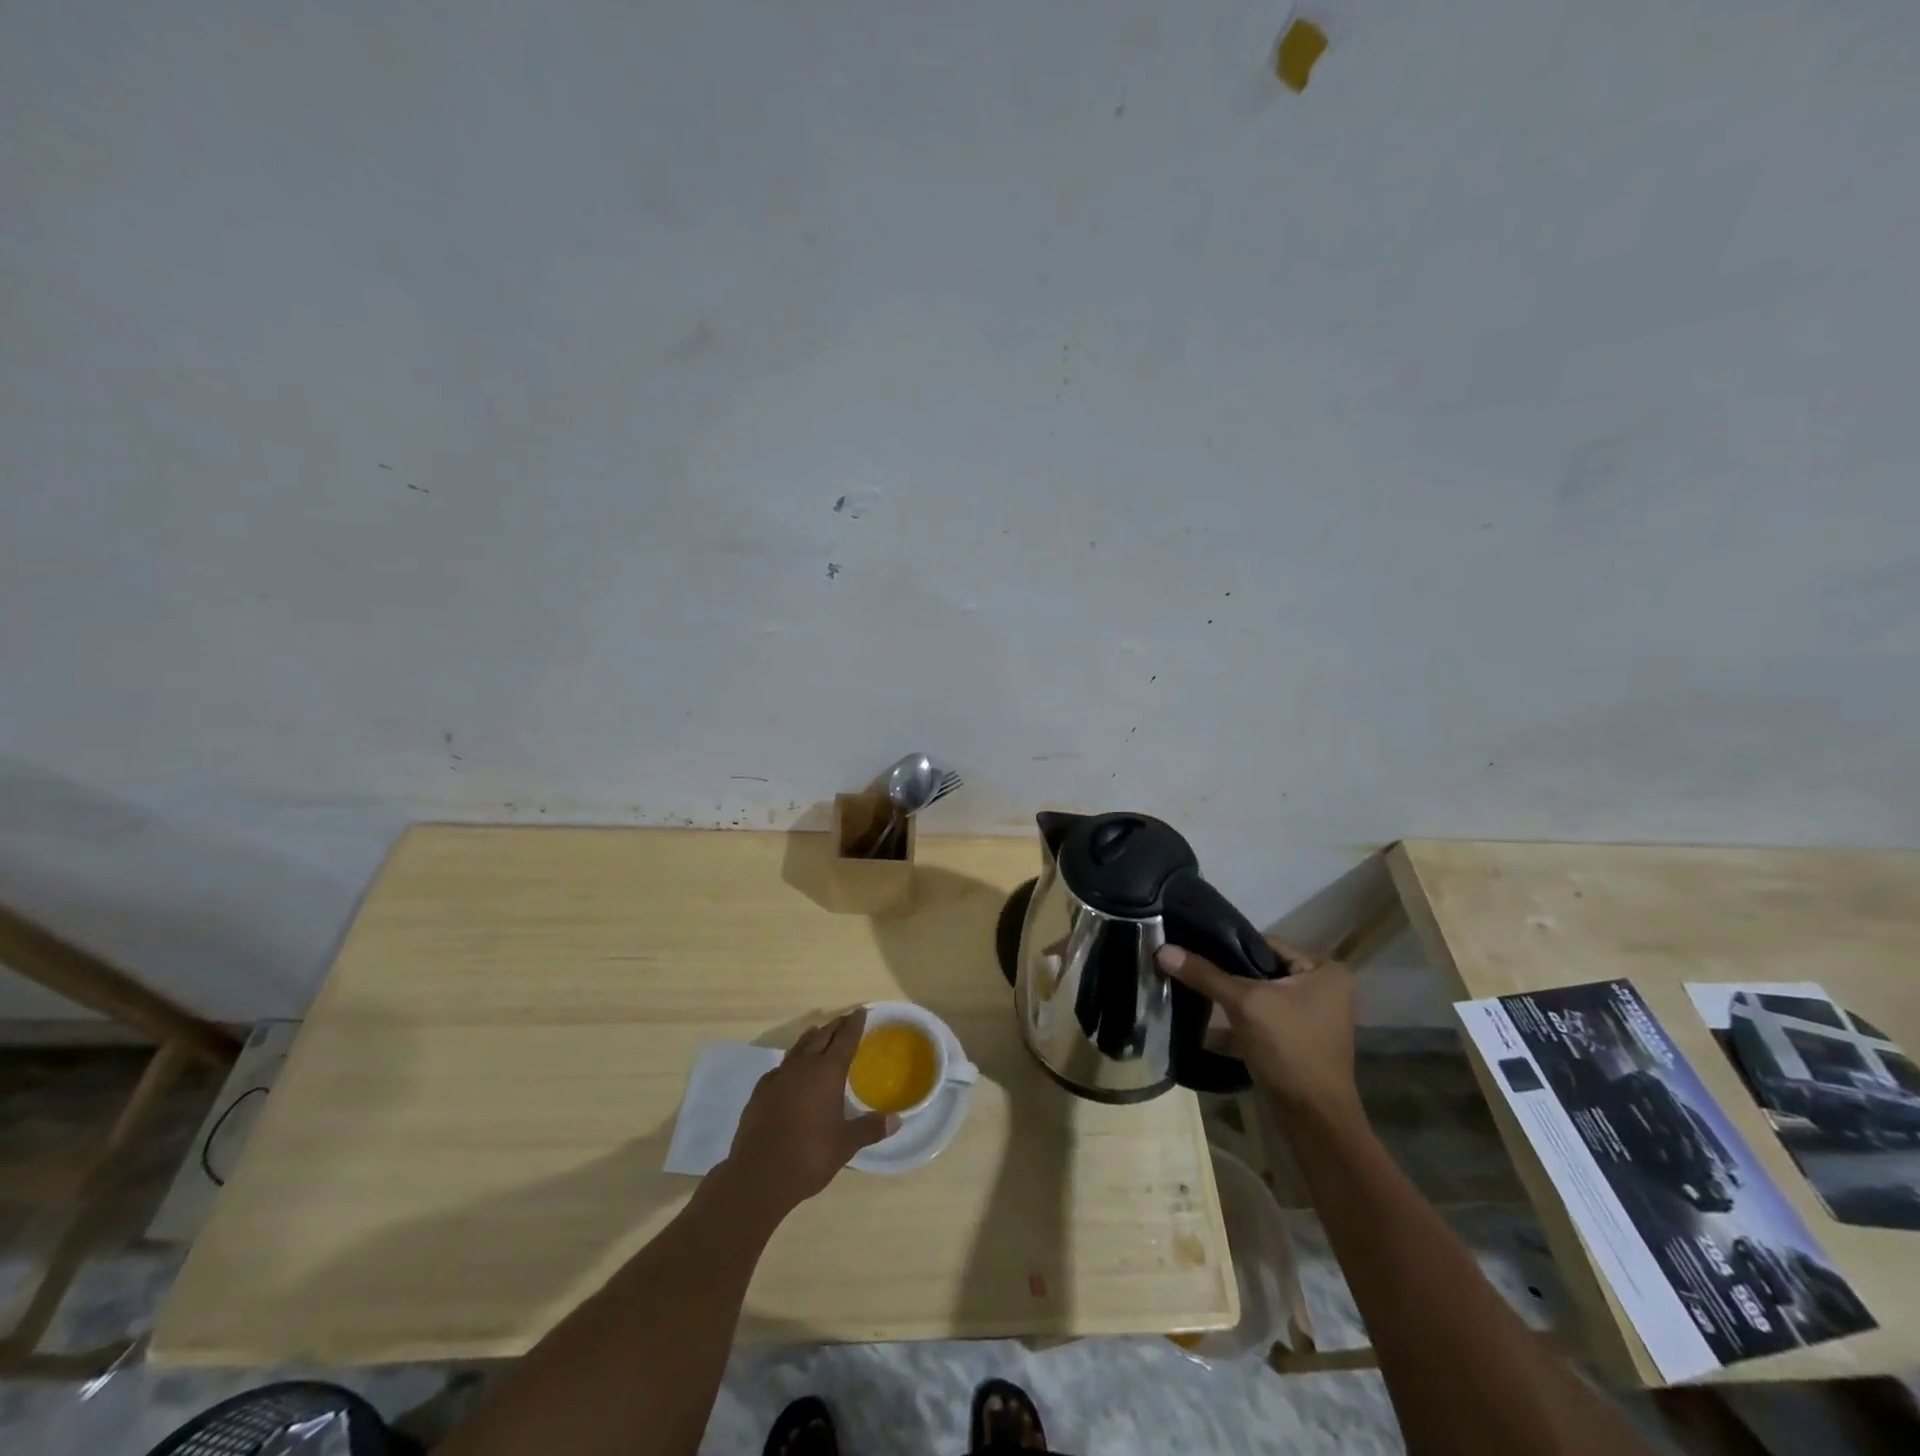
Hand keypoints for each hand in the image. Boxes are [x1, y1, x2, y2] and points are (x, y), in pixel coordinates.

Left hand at [724, 1008, 895, 1216]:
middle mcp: (803, 1067)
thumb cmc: (810, 1156)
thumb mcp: (846, 1144)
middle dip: (834, 1027)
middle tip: (844, 1020)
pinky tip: (788, 1071)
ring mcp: (778, 1077)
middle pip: (821, 1037)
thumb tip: (896, 1120)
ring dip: (811, 1038)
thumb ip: (870, 1128)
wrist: (759, 1175)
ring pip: (798, 1048)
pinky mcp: (760, 1092)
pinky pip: (779, 1068)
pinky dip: (789, 1063)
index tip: (861, 1011)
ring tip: (817, 1032)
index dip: (854, 1024)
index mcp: (828, 1073)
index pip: (845, 1039)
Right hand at [1156, 939, 1360, 1120]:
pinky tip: (1215, 1015)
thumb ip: (1204, 974)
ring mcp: (1316, 1016)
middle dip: (1230, 972)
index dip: (1229, 946)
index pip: (1266, 944)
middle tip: (1192, 969)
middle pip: (1264, 968)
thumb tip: (1162, 949)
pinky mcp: (1303, 1038)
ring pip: (1264, 992)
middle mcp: (1326, 988)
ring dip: (1236, 995)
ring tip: (1198, 989)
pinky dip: (1245, 1015)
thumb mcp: (1244, 1004)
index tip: (1194, 948)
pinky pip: (1267, 1014)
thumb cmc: (1288, 1050)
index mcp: (1325, 971)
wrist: (1313, 1119)